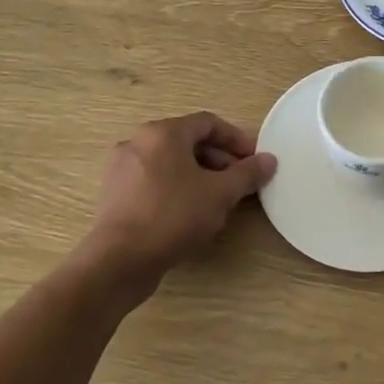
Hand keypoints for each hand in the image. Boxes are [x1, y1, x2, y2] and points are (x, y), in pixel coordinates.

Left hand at [88, 113, 276, 276]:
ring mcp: (122, 168)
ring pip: (170, 161)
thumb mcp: (220, 194)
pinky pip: (153, 179)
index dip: (236, 138)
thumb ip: (247, 173)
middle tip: (240, 180)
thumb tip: (269, 160)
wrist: (120, 260)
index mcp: (163, 133)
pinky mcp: (115, 193)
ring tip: (218, 197)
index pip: (208, 123)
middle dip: (219, 158)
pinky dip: (176, 186)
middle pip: (187, 141)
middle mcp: (138, 142)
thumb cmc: (173, 216)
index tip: (255, 158)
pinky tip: (190, 210)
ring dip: (199, 173)